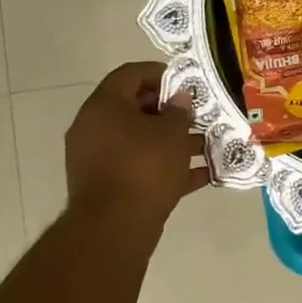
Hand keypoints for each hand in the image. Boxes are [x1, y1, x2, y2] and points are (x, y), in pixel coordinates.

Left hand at [65, 63, 210, 224]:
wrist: (114, 228)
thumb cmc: (144, 168)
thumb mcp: (171, 134)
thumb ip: (179, 111)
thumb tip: (179, 98)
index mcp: (104, 105)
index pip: (131, 74)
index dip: (161, 73)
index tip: (187, 83)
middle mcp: (94, 127)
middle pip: (135, 108)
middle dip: (170, 112)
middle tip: (199, 116)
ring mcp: (97, 158)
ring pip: (140, 141)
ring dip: (172, 142)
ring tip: (207, 146)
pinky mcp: (106, 185)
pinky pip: (139, 167)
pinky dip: (165, 168)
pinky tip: (200, 175)